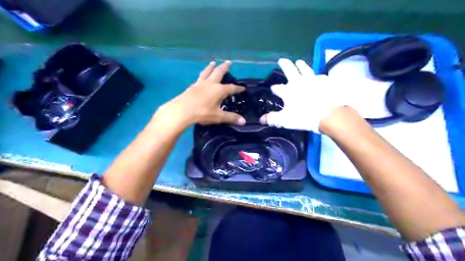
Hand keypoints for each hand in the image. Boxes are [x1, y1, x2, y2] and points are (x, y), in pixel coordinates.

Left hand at [153, 60, 245, 130]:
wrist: (182, 110)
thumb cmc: (203, 113)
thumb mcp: (218, 116)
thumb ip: (231, 118)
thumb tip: (244, 122)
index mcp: (219, 90)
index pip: (231, 88)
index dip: (238, 88)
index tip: (243, 88)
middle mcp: (210, 84)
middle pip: (218, 72)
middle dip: (224, 67)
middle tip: (228, 62)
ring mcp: (200, 84)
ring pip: (207, 72)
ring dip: (211, 67)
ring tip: (213, 63)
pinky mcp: (192, 86)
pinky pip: (199, 78)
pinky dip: (202, 74)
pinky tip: (201, 76)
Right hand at [260, 59, 350, 132]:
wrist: (328, 114)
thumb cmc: (304, 116)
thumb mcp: (285, 120)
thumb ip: (272, 119)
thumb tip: (261, 119)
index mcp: (288, 91)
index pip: (278, 88)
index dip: (274, 88)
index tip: (273, 88)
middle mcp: (299, 82)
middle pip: (290, 70)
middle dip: (285, 65)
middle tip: (282, 60)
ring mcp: (313, 80)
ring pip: (305, 69)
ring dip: (301, 65)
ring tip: (299, 61)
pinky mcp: (325, 82)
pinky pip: (320, 76)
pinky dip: (317, 76)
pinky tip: (318, 76)